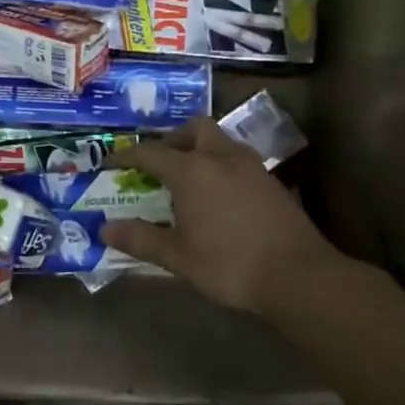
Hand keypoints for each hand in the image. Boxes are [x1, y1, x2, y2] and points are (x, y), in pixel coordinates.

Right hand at [102, 117, 346, 316]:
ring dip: (199, 149)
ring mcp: (251, 167)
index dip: (127, 156)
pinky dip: (220, 165)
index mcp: (192, 171)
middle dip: (172, 139)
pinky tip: (217, 194)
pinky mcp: (271, 182)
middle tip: (158, 162)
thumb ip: (140, 239)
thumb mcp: (177, 256)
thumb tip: (105, 230)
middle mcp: (221, 158)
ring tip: (187, 176)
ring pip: (220, 141)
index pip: (150, 152)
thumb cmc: (229, 263)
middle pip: (194, 129)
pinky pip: (237, 159)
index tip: (111, 162)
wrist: (298, 276)